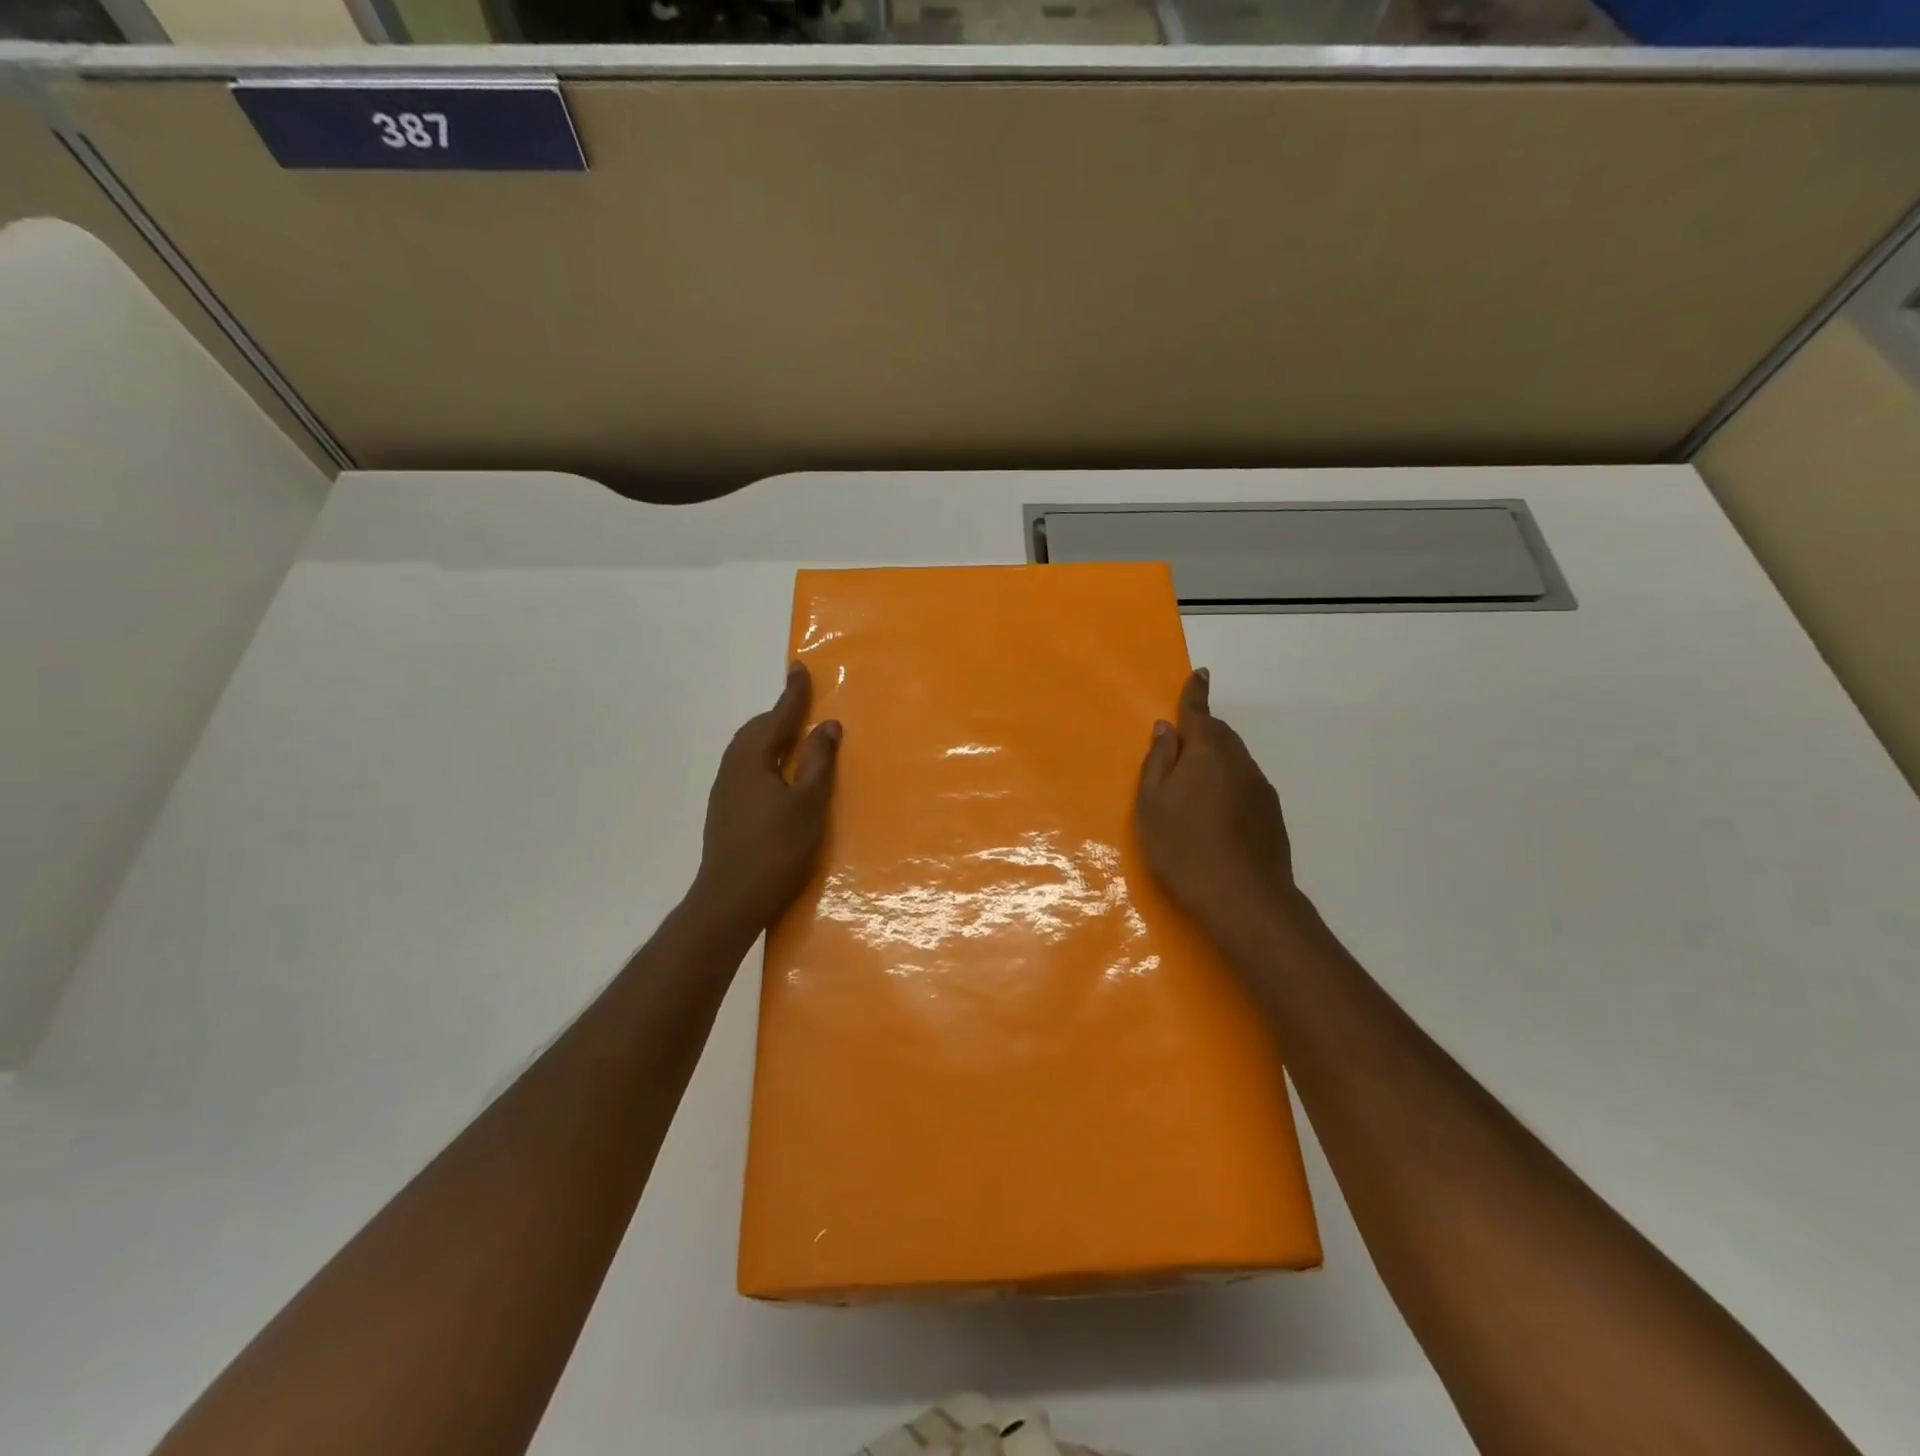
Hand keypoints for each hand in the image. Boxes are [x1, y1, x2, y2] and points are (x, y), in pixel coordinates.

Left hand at [691, 663, 840, 931]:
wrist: (729, 900)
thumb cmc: (776, 849)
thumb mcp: (809, 803)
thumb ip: (818, 761)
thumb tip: (827, 725)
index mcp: (753, 758)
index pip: (778, 716)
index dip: (793, 694)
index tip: (799, 668)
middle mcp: (733, 767)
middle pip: (757, 730)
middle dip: (780, 715)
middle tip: (803, 707)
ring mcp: (724, 790)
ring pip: (748, 750)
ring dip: (771, 738)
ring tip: (794, 740)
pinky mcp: (723, 811)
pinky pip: (746, 768)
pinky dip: (764, 759)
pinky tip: (777, 778)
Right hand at [1135, 669, 1304, 943]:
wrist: (1243, 899)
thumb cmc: (1183, 847)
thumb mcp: (1152, 804)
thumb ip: (1158, 762)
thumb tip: (1166, 729)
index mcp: (1206, 752)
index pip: (1199, 712)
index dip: (1195, 693)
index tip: (1200, 674)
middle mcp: (1239, 761)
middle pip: (1220, 735)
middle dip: (1202, 730)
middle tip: (1180, 743)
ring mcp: (1260, 788)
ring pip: (1235, 760)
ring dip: (1215, 759)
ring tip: (1194, 783)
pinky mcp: (1272, 814)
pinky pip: (1245, 783)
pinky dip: (1228, 783)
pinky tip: (1216, 811)